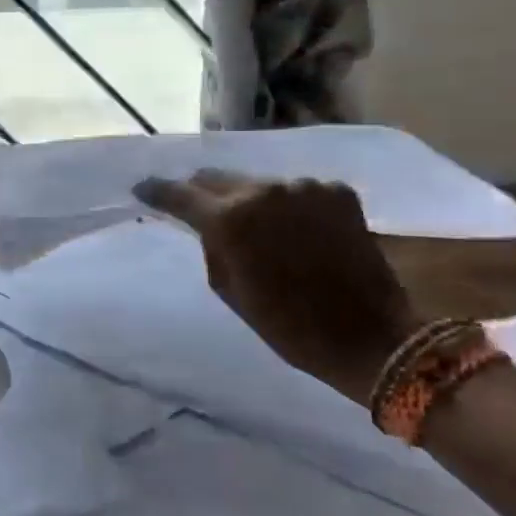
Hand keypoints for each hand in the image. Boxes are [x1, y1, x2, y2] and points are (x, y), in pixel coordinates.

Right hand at [132, 172, 419, 402]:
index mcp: (230, 219)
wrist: (372, 337)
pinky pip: (295, 191)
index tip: (142, 189)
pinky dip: (286, 206)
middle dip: (202, 192)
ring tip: (253, 225)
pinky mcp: (337, 191)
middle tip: (196, 208)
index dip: (156, 191)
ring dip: (247, 199)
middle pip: (217, 178)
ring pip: (257, 183)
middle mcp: (264, 191)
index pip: (179, 194)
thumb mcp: (230, 290)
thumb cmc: (288, 326)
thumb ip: (211, 247)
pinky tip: (294, 230)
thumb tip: (206, 224)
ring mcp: (304, 186)